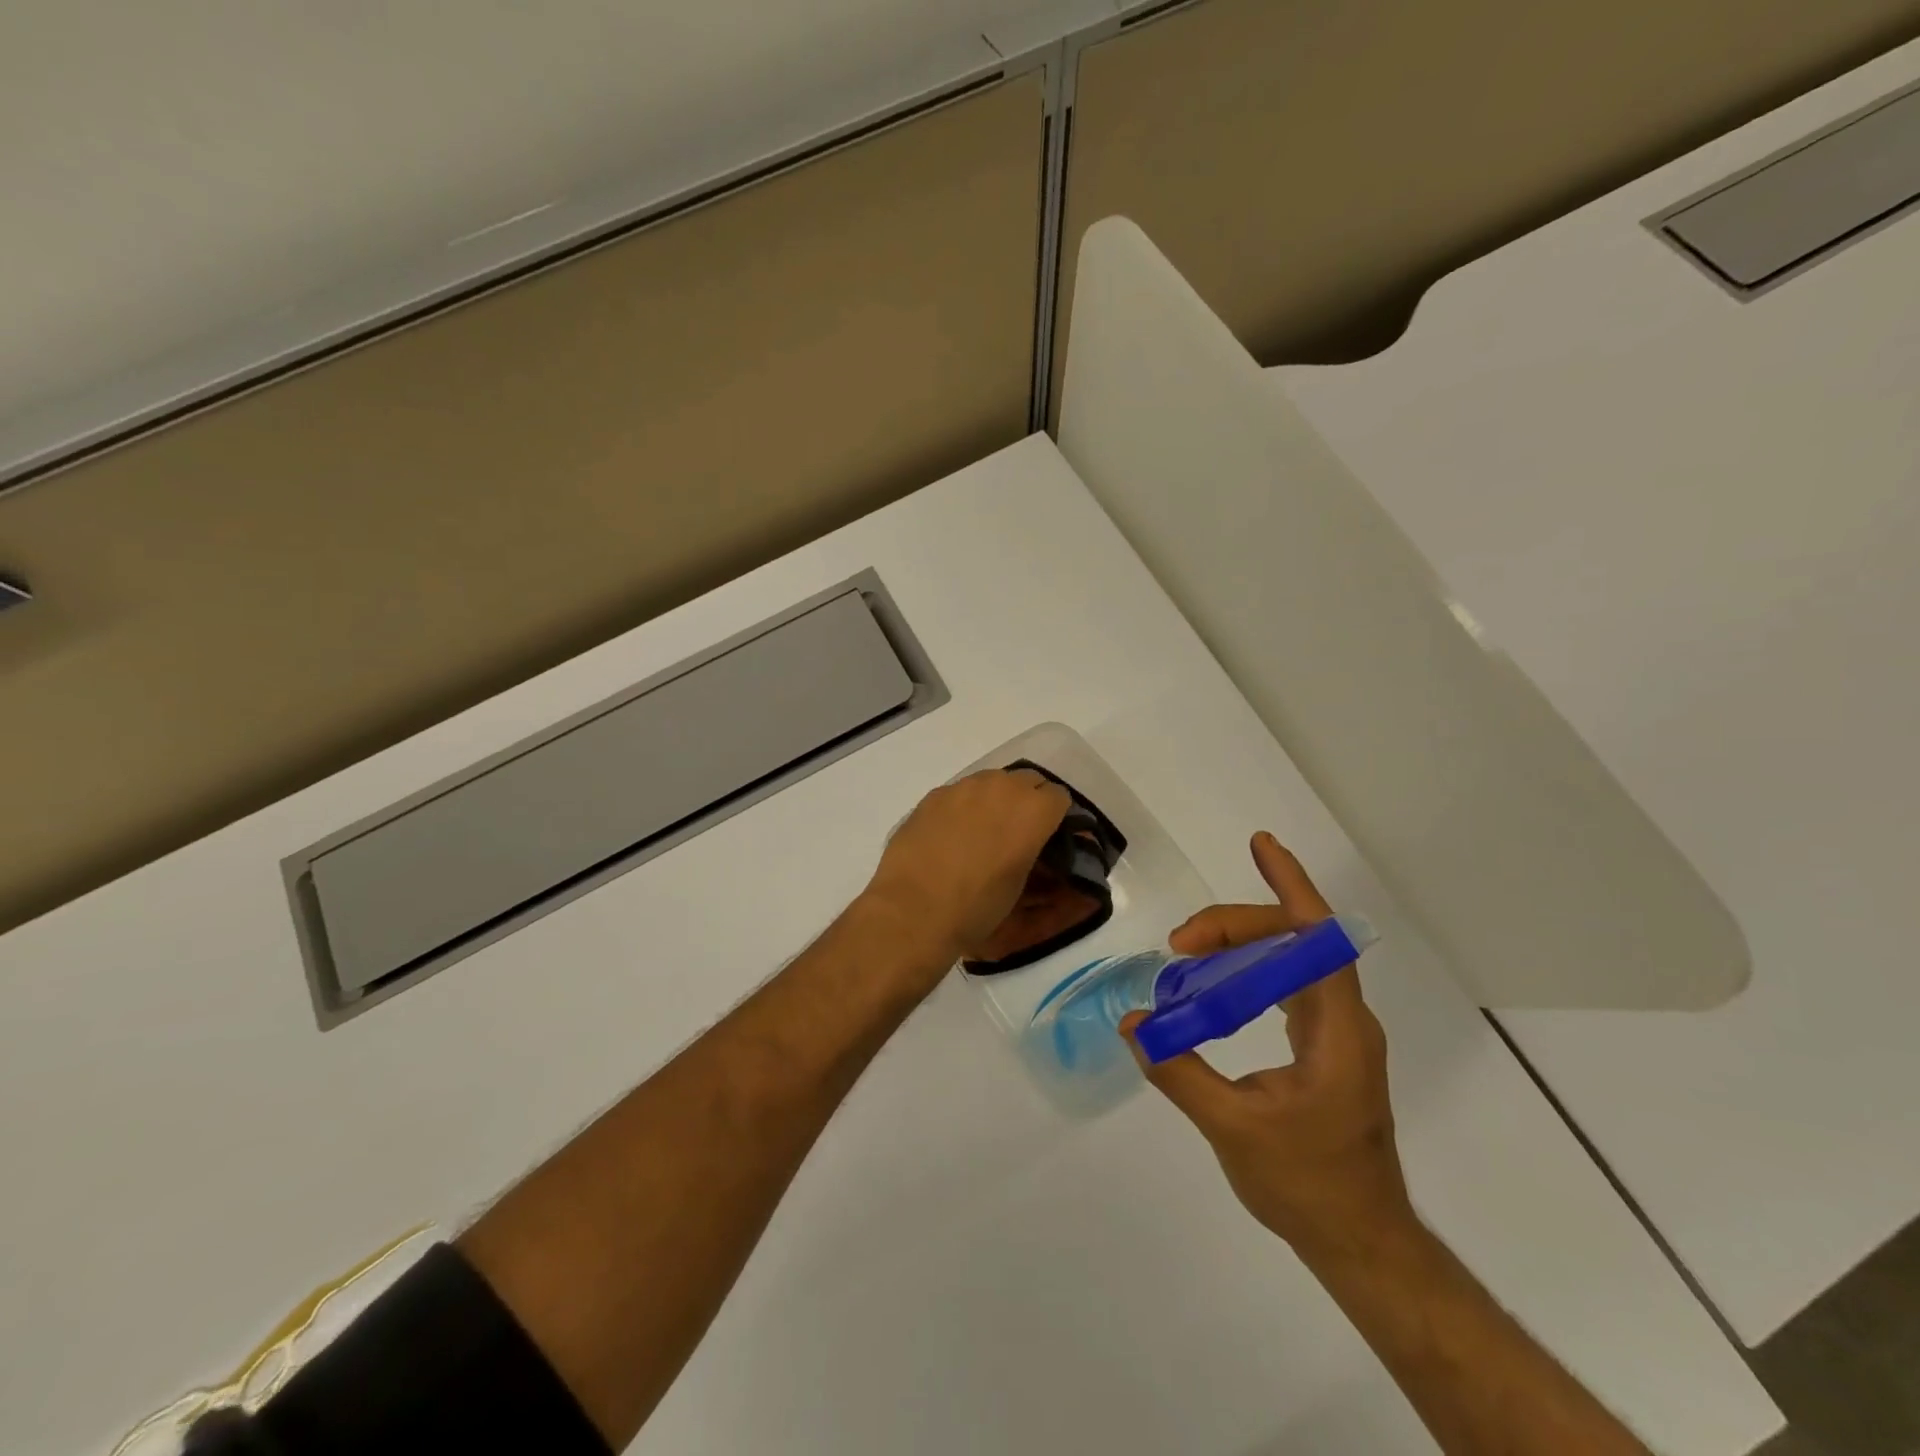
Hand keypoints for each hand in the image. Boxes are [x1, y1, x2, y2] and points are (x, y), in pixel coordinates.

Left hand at [861, 768, 1072, 970]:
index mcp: (1032, 810)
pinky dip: (964, 807)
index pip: (1058, 797)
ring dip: (995, 799)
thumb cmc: (976, 907)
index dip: (1055, 817)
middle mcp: (1001, 787)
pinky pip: (960, 793)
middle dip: (1028, 801)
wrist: (914, 910)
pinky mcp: (934, 795)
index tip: (1048, 835)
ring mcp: (964, 787)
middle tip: (1018, 831)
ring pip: (991, 781)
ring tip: (983, 831)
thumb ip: (1031, 852)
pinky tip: (951, 835)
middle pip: (1027, 780)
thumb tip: (1028, 846)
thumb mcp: (1019, 885)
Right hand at [1122, 833, 1413, 1261]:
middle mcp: (1345, 1021)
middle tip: (1180, 941)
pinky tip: (1218, 980)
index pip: (1319, 939)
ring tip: (1190, 948)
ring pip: (1291, 962)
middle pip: (1296, 943)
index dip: (1291, 886)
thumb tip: (1133, 1024)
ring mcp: (1338, 1035)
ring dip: (1242, 945)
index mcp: (1337, 1030)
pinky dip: (1250, 971)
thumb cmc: (1308, 1187)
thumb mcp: (1233, 1129)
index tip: (1260, 845)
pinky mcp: (1325, 1050)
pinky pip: (1287, 987)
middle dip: (1237, 927)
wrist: (1361, 1242)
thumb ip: (1180, 1071)